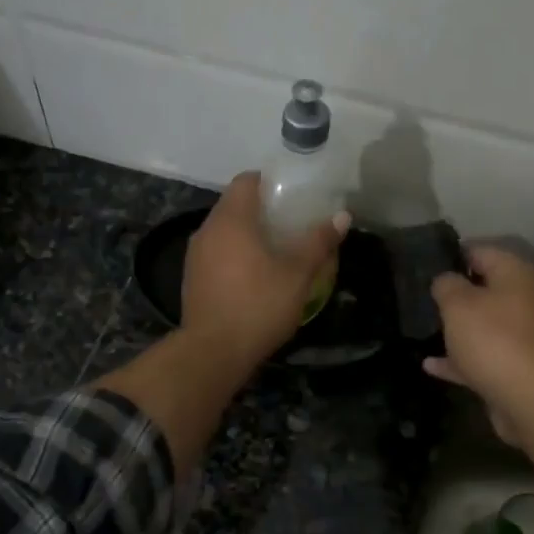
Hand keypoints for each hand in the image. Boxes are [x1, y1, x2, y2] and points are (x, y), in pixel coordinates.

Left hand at [182, 172, 349, 369]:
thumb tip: (342, 217)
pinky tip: (255, 275)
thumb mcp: (297, 275)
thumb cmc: (258, 306)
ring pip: (224, 231)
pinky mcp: (192, 278)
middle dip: (262, 209)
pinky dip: (234, 254)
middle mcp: (207, 230)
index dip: (270, 182)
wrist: (213, 352)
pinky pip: (216, 253)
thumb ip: (318, 242)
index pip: (246, 181)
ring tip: (277, 249)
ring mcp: (195, 255)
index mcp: (231, 220)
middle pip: (234, 205)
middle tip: (292, 223)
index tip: (292, 195)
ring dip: (248, 234)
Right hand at [425, 245, 533, 444]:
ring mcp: (523, 334)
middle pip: (485, 288)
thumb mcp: (457, 303)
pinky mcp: (517, 365)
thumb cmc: (491, 339)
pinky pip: (483, 354)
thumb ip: (446, 284)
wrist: (528, 398)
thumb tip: (446, 281)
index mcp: (516, 274)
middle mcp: (525, 299)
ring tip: (426, 327)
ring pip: (485, 323)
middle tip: (423, 297)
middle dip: (455, 293)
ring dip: (458, 327)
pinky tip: (431, 365)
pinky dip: (461, 357)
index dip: (452, 256)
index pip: (480, 251)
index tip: (425, 266)